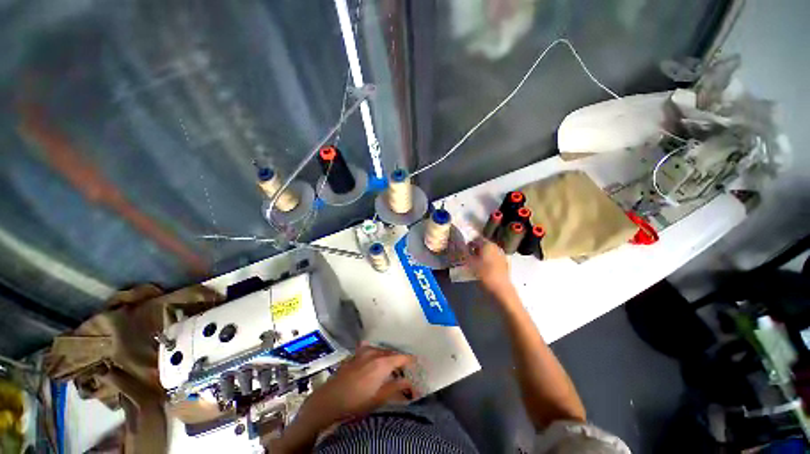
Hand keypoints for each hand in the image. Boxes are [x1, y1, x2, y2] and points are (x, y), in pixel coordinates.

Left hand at [300, 344, 414, 425]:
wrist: (328, 401)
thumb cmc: (356, 402)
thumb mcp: (379, 398)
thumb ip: (396, 388)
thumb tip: (410, 383)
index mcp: (382, 363)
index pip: (401, 357)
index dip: (410, 360)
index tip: (416, 363)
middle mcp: (374, 353)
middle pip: (391, 353)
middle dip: (398, 359)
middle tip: (404, 368)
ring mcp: (362, 352)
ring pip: (380, 351)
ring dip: (387, 357)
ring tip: (390, 366)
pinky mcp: (354, 355)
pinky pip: (369, 350)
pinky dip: (376, 355)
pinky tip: (374, 361)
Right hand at [467, 238, 513, 297]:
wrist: (500, 288)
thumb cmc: (484, 274)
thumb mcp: (471, 263)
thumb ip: (466, 253)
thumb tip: (461, 246)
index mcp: (487, 244)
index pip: (477, 238)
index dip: (470, 242)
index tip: (465, 249)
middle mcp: (496, 246)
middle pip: (484, 243)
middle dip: (477, 248)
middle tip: (470, 255)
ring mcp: (502, 254)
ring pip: (490, 250)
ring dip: (483, 254)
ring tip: (477, 262)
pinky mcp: (505, 262)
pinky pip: (494, 257)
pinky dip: (489, 259)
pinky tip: (485, 267)